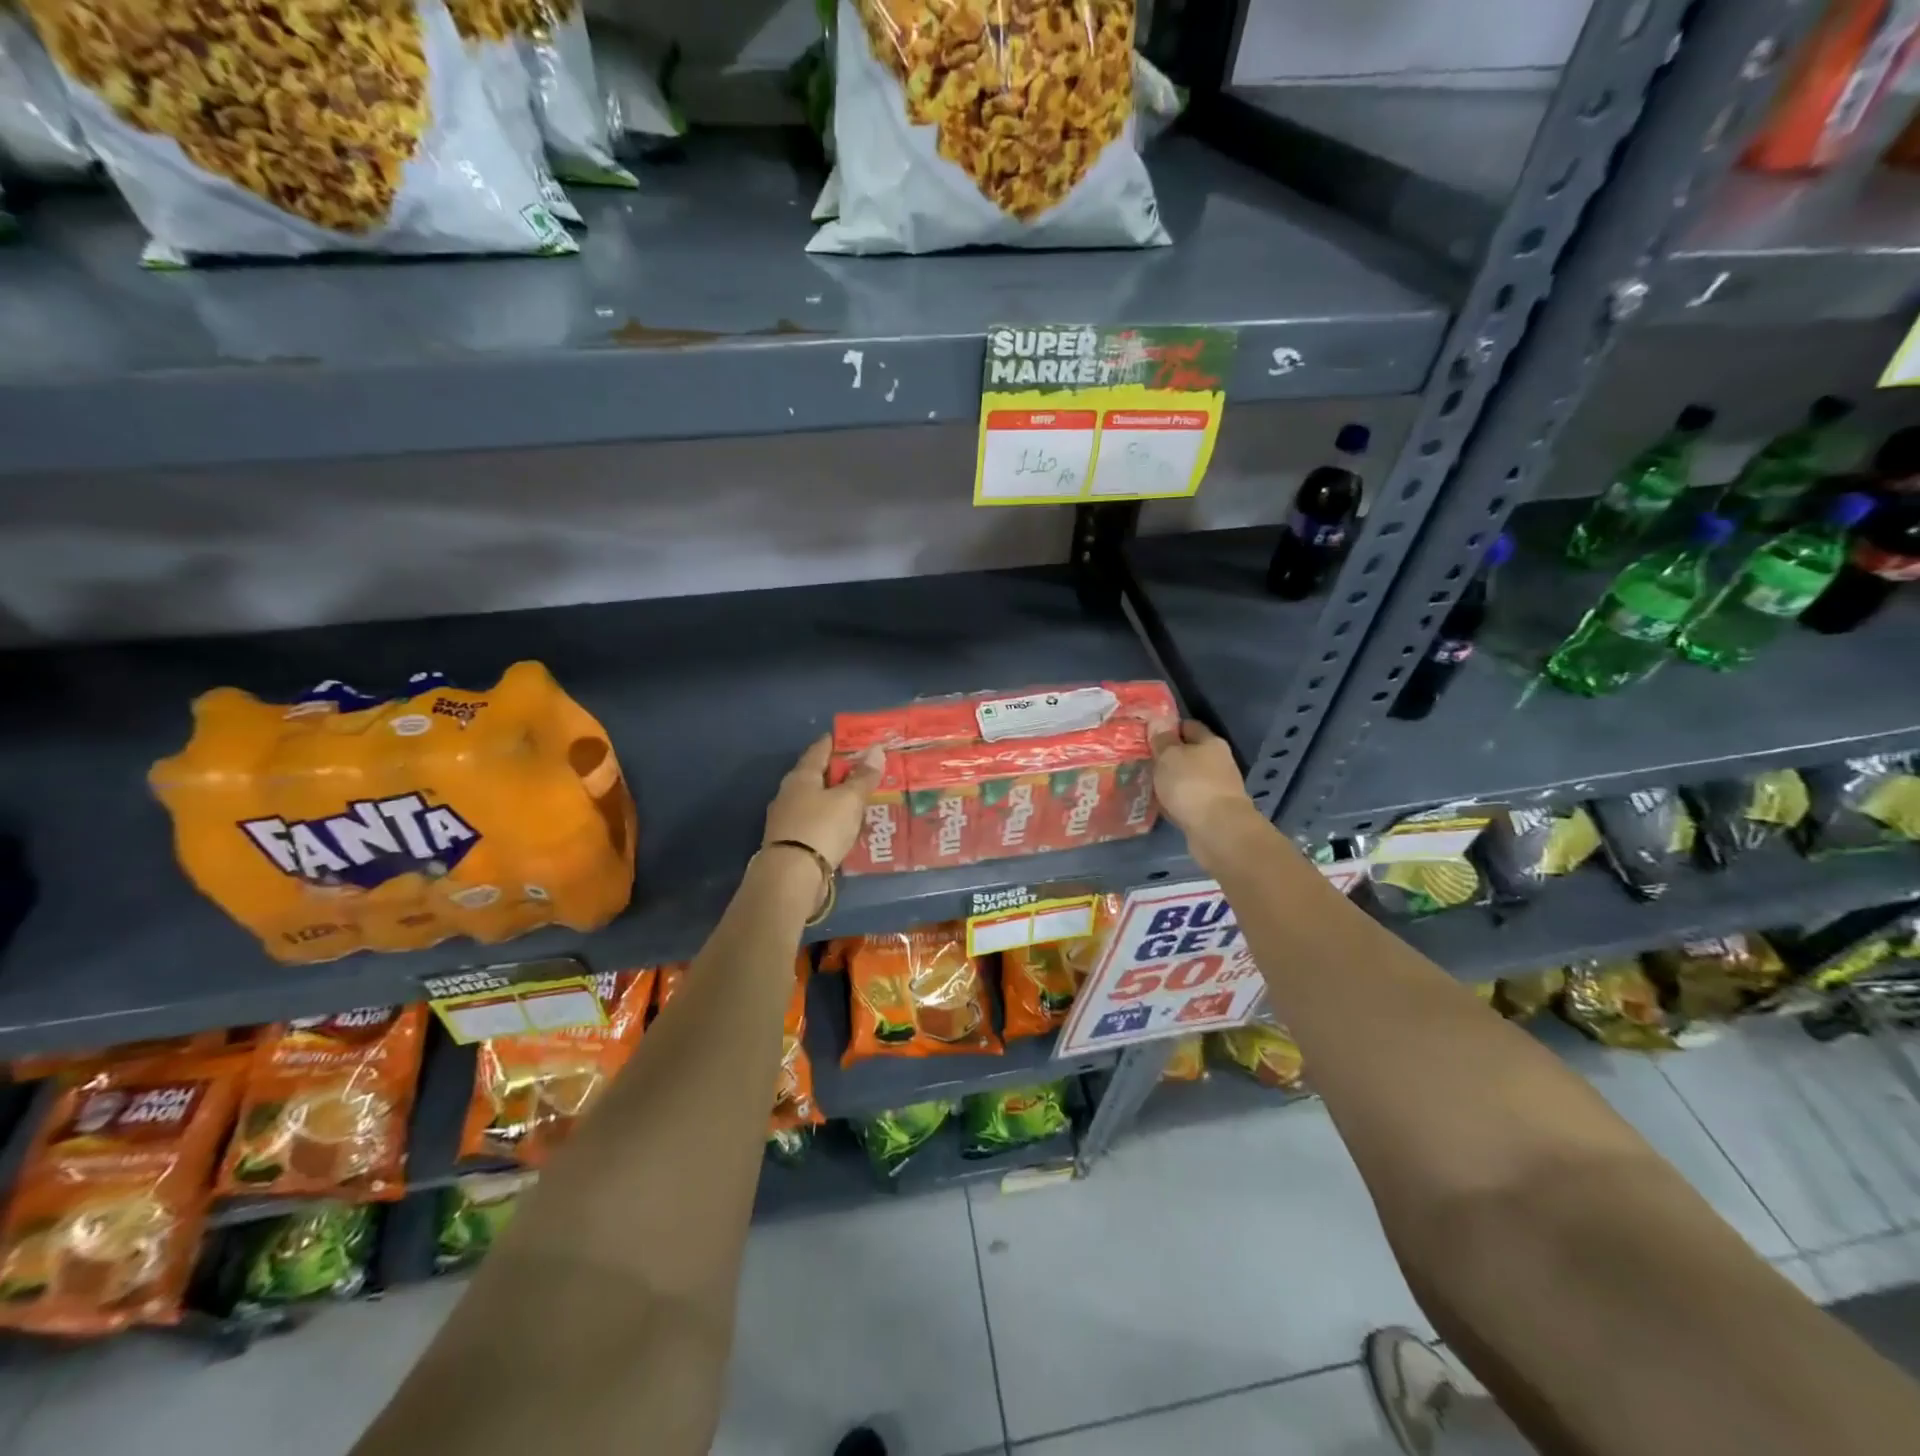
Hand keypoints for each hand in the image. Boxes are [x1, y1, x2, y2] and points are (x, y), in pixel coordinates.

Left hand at [763, 735, 883, 869]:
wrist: (791, 876)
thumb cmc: (821, 827)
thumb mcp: (849, 800)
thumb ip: (863, 777)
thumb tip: (876, 750)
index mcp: (801, 776)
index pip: (820, 749)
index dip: (837, 742)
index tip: (854, 738)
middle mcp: (789, 792)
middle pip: (816, 774)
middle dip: (839, 772)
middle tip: (864, 770)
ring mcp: (786, 818)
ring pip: (815, 800)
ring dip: (834, 798)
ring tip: (858, 799)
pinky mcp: (790, 841)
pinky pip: (815, 821)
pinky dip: (830, 819)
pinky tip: (843, 826)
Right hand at [1151, 721, 1260, 846]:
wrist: (1217, 830)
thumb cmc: (1192, 784)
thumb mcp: (1169, 756)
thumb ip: (1162, 740)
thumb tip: (1158, 721)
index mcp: (1211, 743)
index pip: (1189, 726)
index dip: (1169, 727)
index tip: (1147, 732)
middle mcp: (1217, 763)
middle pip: (1189, 753)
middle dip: (1167, 756)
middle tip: (1139, 758)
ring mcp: (1216, 789)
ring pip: (1186, 778)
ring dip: (1169, 780)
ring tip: (1143, 781)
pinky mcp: (1210, 812)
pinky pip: (1186, 800)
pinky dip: (1173, 800)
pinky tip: (1156, 803)